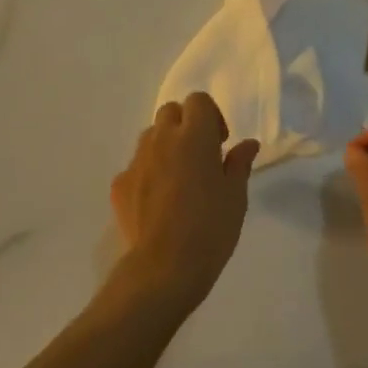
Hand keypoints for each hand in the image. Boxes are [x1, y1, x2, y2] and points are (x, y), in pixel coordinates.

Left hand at [111, 93, 259, 312]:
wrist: (165, 266)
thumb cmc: (211, 228)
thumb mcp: (235, 196)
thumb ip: (239, 163)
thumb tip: (247, 144)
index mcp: (194, 137)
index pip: (198, 101)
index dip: (211, 116)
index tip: (220, 143)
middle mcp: (161, 140)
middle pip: (170, 112)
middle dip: (185, 125)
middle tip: (200, 155)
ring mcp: (136, 162)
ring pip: (150, 137)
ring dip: (165, 146)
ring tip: (178, 178)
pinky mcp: (119, 184)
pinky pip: (136, 167)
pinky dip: (148, 173)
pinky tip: (159, 202)